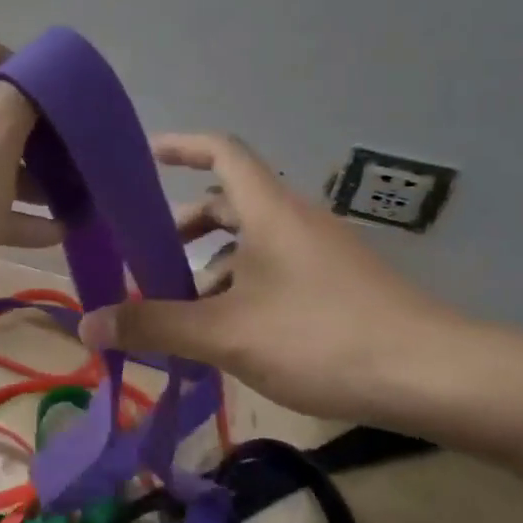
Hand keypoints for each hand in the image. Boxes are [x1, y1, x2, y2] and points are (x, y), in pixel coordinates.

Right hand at [77, 133, 477, 429]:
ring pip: (252, 244)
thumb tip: (87, 326)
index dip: (180, 145)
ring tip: (180, 311)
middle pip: (229, 203)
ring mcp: (321, 253)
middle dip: (184, 226)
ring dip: (211, 267)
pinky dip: (242, 289)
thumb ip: (156, 326)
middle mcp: (295, 220)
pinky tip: (230, 336)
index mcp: (268, 210)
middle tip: (146, 259)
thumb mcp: (227, 334)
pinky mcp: (338, 285)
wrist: (435, 377)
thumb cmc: (322, 337)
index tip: (143, 157)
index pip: (221, 150)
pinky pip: (275, 271)